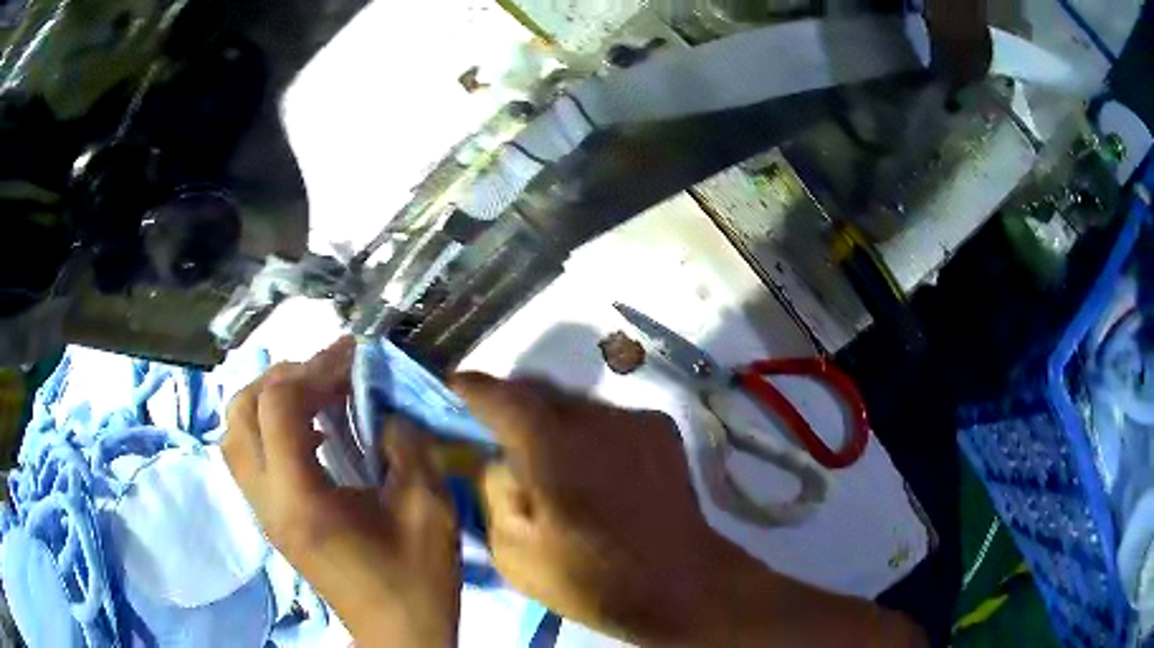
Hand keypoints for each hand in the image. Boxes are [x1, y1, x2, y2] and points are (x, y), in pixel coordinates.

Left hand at [223, 338, 460, 647]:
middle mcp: (267, 501)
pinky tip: (309, 433)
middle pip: (241, 411)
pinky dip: (268, 427)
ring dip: (268, 400)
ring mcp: (263, 512)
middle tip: (328, 375)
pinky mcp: (270, 519)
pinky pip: (247, 455)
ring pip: (234, 432)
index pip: (279, 407)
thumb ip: (407, 446)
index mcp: (300, 500)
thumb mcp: (427, 510)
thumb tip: (385, 409)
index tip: (354, 357)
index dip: (315, 369)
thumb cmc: (415, 581)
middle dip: (283, 377)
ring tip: (313, 396)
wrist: (398, 634)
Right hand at [452, 373, 926, 647]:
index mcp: (551, 448)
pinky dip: (587, 431)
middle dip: (509, 403)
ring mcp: (633, 420)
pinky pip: (607, 418)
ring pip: (573, 403)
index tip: (452, 388)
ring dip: (551, 419)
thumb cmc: (592, 579)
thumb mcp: (515, 552)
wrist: (682, 585)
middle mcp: (594, 419)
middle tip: (496, 432)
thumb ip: (493, 492)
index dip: (470, 388)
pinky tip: (594, 467)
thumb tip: (495, 458)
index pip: (499, 395)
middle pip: (537, 391)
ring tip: (548, 457)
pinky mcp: (659, 429)